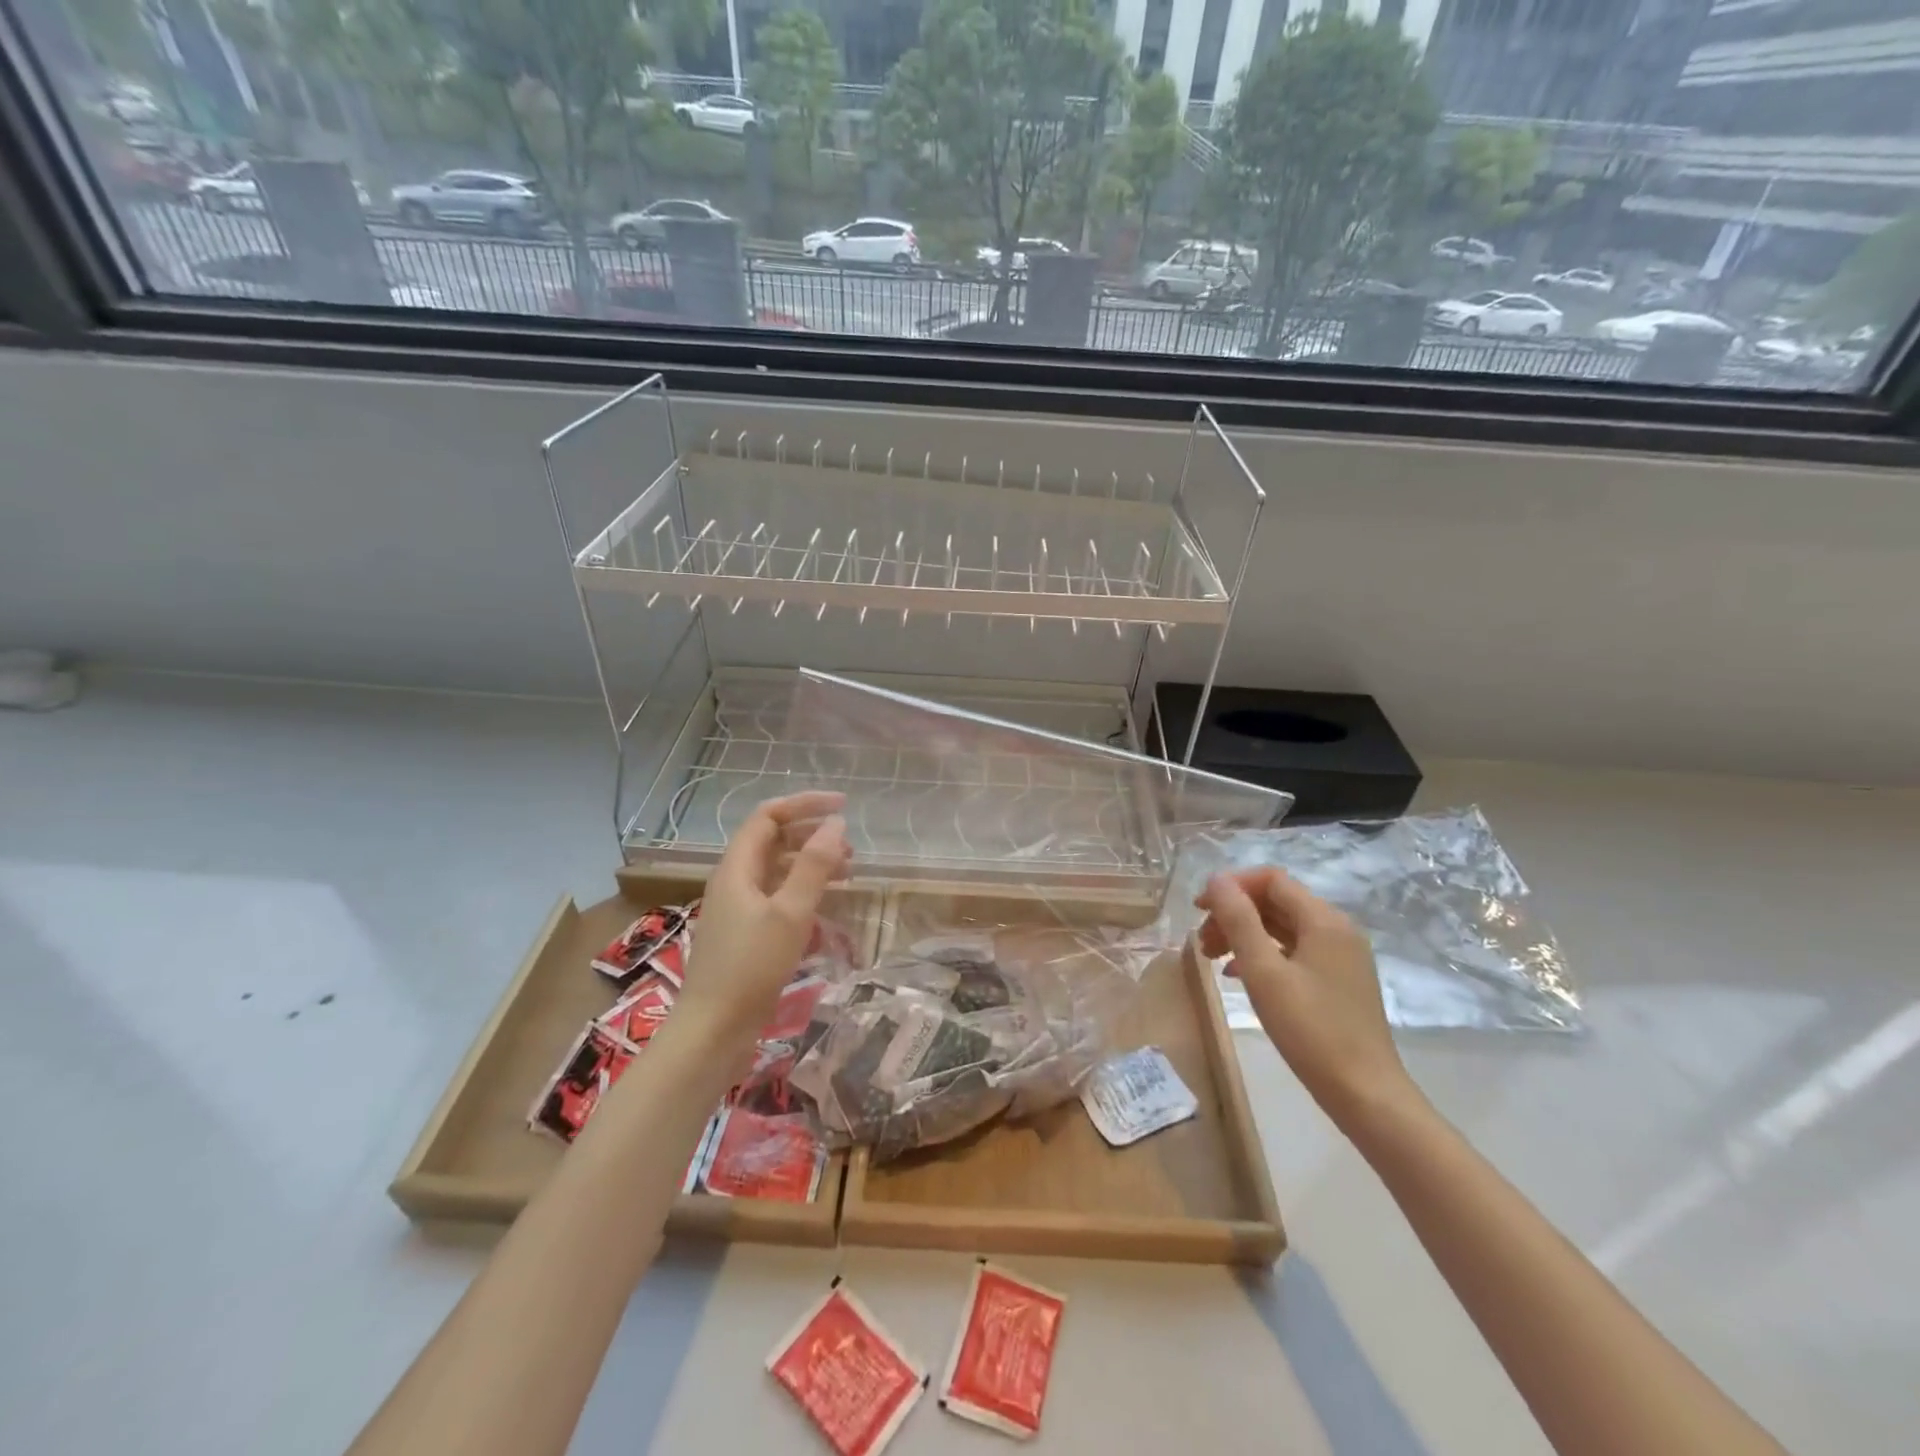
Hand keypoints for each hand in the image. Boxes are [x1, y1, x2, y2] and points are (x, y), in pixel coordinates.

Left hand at [676, 791, 851, 1048]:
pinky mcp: (747, 933)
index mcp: (737, 868)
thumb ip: (814, 866)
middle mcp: (735, 881)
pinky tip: (827, 905)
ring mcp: (740, 908)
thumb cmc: (750, 967)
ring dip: (812, 863)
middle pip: (774, 840)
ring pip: (779, 870)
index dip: (805, 805)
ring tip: (848, 873)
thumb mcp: (790, 913)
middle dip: (812, 835)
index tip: (843, 807)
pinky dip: (805, 891)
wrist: (713, 1032)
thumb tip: (836, 823)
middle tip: (850, 848)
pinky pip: (779, 896)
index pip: (769, 816)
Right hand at [1196, 868, 1416, 1127]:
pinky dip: (1262, 955)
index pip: (1271, 879)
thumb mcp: (1264, 972)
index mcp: (1324, 920)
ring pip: (1282, 928)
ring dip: (1244, 934)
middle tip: (1201, 940)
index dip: (1231, 886)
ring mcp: (1341, 956)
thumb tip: (1216, 879)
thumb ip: (1238, 920)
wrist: (1366, 1094)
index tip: (1199, 909)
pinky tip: (1238, 975)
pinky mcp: (1338, 981)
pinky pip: (1293, 952)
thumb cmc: (1311, 1030)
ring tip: (1211, 958)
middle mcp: (1337, 929)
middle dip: (1234, 913)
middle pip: (1276, 902)